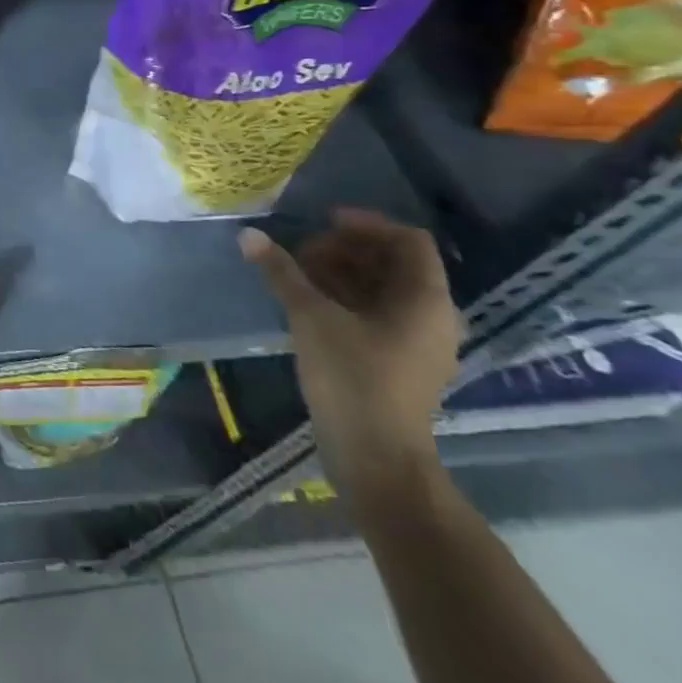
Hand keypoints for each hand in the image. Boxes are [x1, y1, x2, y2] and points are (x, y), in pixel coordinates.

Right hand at [241, 208, 461, 504]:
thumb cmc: (352, 378)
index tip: (325, 223)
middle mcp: (433, 317)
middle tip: (302, 252)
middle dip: (347, 250)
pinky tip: (309, 304)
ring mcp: (419, 344)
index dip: (367, 225)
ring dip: (343, 274)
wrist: (376, 459)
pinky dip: (347, 300)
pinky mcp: (401, 363)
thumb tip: (248, 235)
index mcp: (425, 300)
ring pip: (384, 290)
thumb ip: (282, 272)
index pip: (409, 241)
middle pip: (395, 264)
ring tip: (299, 275)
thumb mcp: (311, 317)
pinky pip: (379, 315)